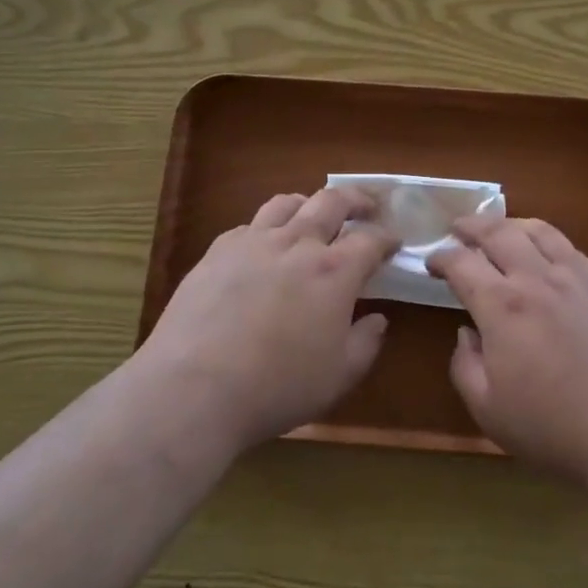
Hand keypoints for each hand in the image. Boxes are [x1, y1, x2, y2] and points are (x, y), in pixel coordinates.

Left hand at [139, 185, 397, 452]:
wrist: (194, 388)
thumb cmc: (277, 387)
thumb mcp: (338, 377)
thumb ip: (365, 343)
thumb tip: (377, 320)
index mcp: (334, 271)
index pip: (371, 239)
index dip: (387, 238)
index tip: (394, 243)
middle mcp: (297, 244)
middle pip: (331, 201)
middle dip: (356, 199)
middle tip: (366, 206)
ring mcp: (253, 243)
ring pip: (286, 203)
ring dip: (308, 203)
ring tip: (313, 215)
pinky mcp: (217, 252)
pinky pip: (249, 226)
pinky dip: (267, 228)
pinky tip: (263, 248)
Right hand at [428, 216, 587, 486]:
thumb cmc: (554, 428)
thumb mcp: (489, 410)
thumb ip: (465, 365)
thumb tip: (467, 332)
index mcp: (502, 306)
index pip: (461, 264)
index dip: (441, 258)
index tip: (432, 263)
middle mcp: (537, 279)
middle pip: (498, 233)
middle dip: (471, 226)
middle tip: (458, 227)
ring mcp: (577, 278)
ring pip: (538, 231)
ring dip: (510, 224)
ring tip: (498, 229)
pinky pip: (571, 248)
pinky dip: (547, 239)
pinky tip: (546, 252)